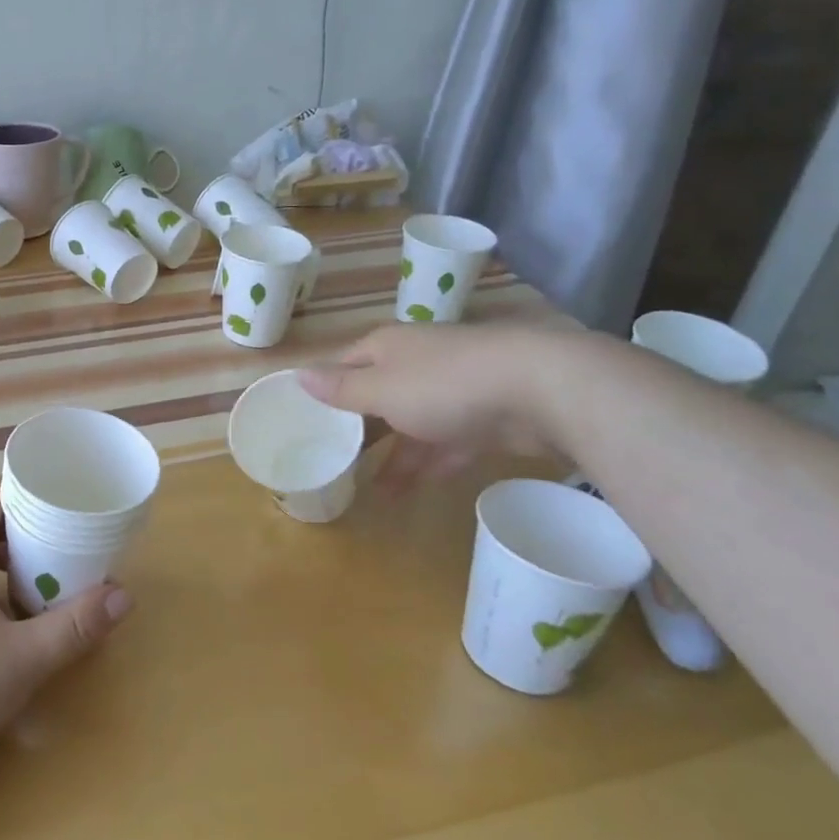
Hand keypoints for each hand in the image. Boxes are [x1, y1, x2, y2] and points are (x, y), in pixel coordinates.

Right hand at [298, 322, 577, 488]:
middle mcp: (417, 362)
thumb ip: (341, 389)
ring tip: (374, 491)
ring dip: (395, 456)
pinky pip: (447, 441)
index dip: (325, 389)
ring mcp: (454, 390)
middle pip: (378, 395)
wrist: (540, 390)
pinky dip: (431, 461)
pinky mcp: (485, 418)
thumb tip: (298, 375)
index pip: (344, 364)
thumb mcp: (381, 389)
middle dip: (361, 428)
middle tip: (336, 460)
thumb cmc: (443, 385)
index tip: (306, 420)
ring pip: (413, 423)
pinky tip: (415, 487)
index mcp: (387, 348)